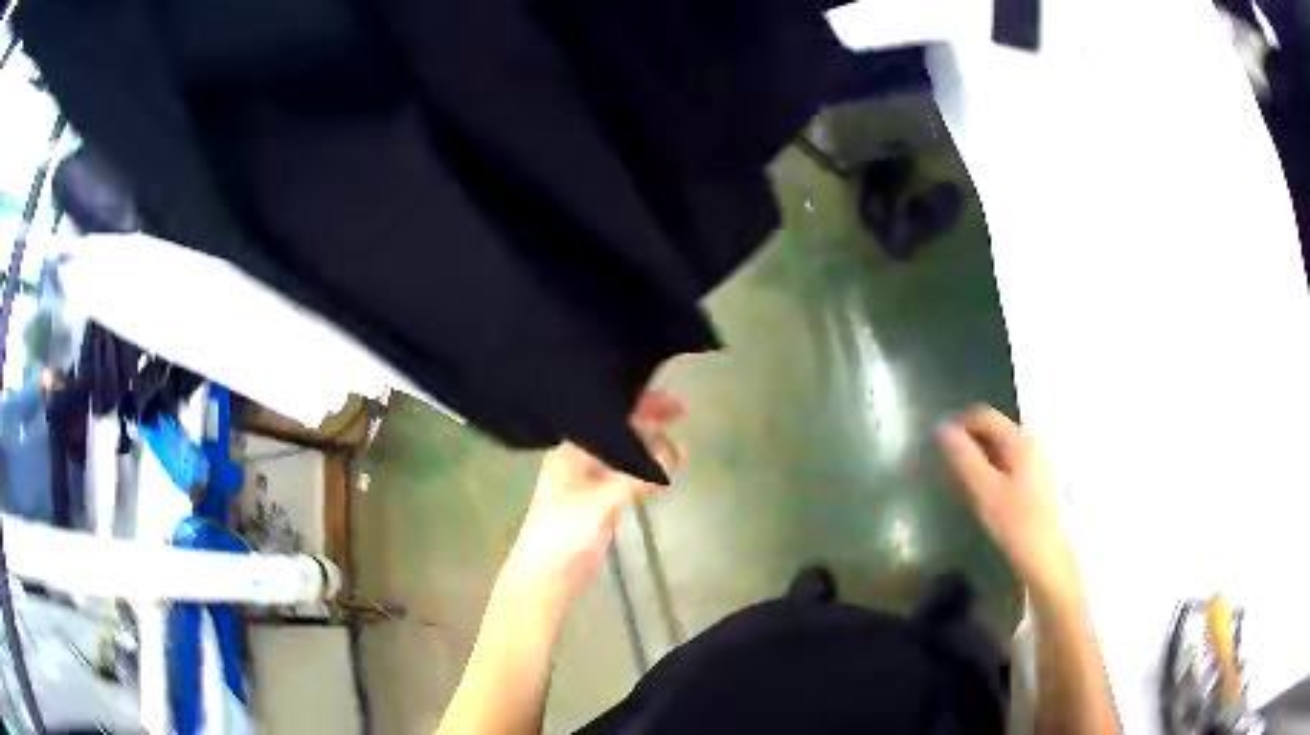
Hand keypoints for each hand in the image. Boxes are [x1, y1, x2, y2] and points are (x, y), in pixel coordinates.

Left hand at [500, 391, 685, 605]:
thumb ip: (636, 477)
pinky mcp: (598, 502)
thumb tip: (675, 451)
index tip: (672, 404)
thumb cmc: (563, 532)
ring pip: (623, 456)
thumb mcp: (601, 501)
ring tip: (679, 447)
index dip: (639, 406)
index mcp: (570, 451)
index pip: (607, 417)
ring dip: (648, 450)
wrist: (545, 574)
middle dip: (647, 424)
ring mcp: (588, 481)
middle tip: (680, 418)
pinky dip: (644, 474)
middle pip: (617, 433)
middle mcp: (578, 459)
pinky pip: (625, 479)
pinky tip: (662, 475)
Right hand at [937, 405, 1075, 597]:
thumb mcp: (983, 491)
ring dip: (981, 458)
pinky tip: (987, 494)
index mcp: (1020, 440)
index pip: (984, 415)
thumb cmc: (1014, 523)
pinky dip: (994, 469)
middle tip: (950, 469)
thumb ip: (963, 458)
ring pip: (1002, 447)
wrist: (1045, 557)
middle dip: (970, 443)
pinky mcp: (1039, 478)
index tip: (939, 447)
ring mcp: (1039, 459)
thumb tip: (941, 428)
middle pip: (994, 429)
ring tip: (965, 484)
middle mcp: (1032, 442)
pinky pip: (1011, 461)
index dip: (959, 425)